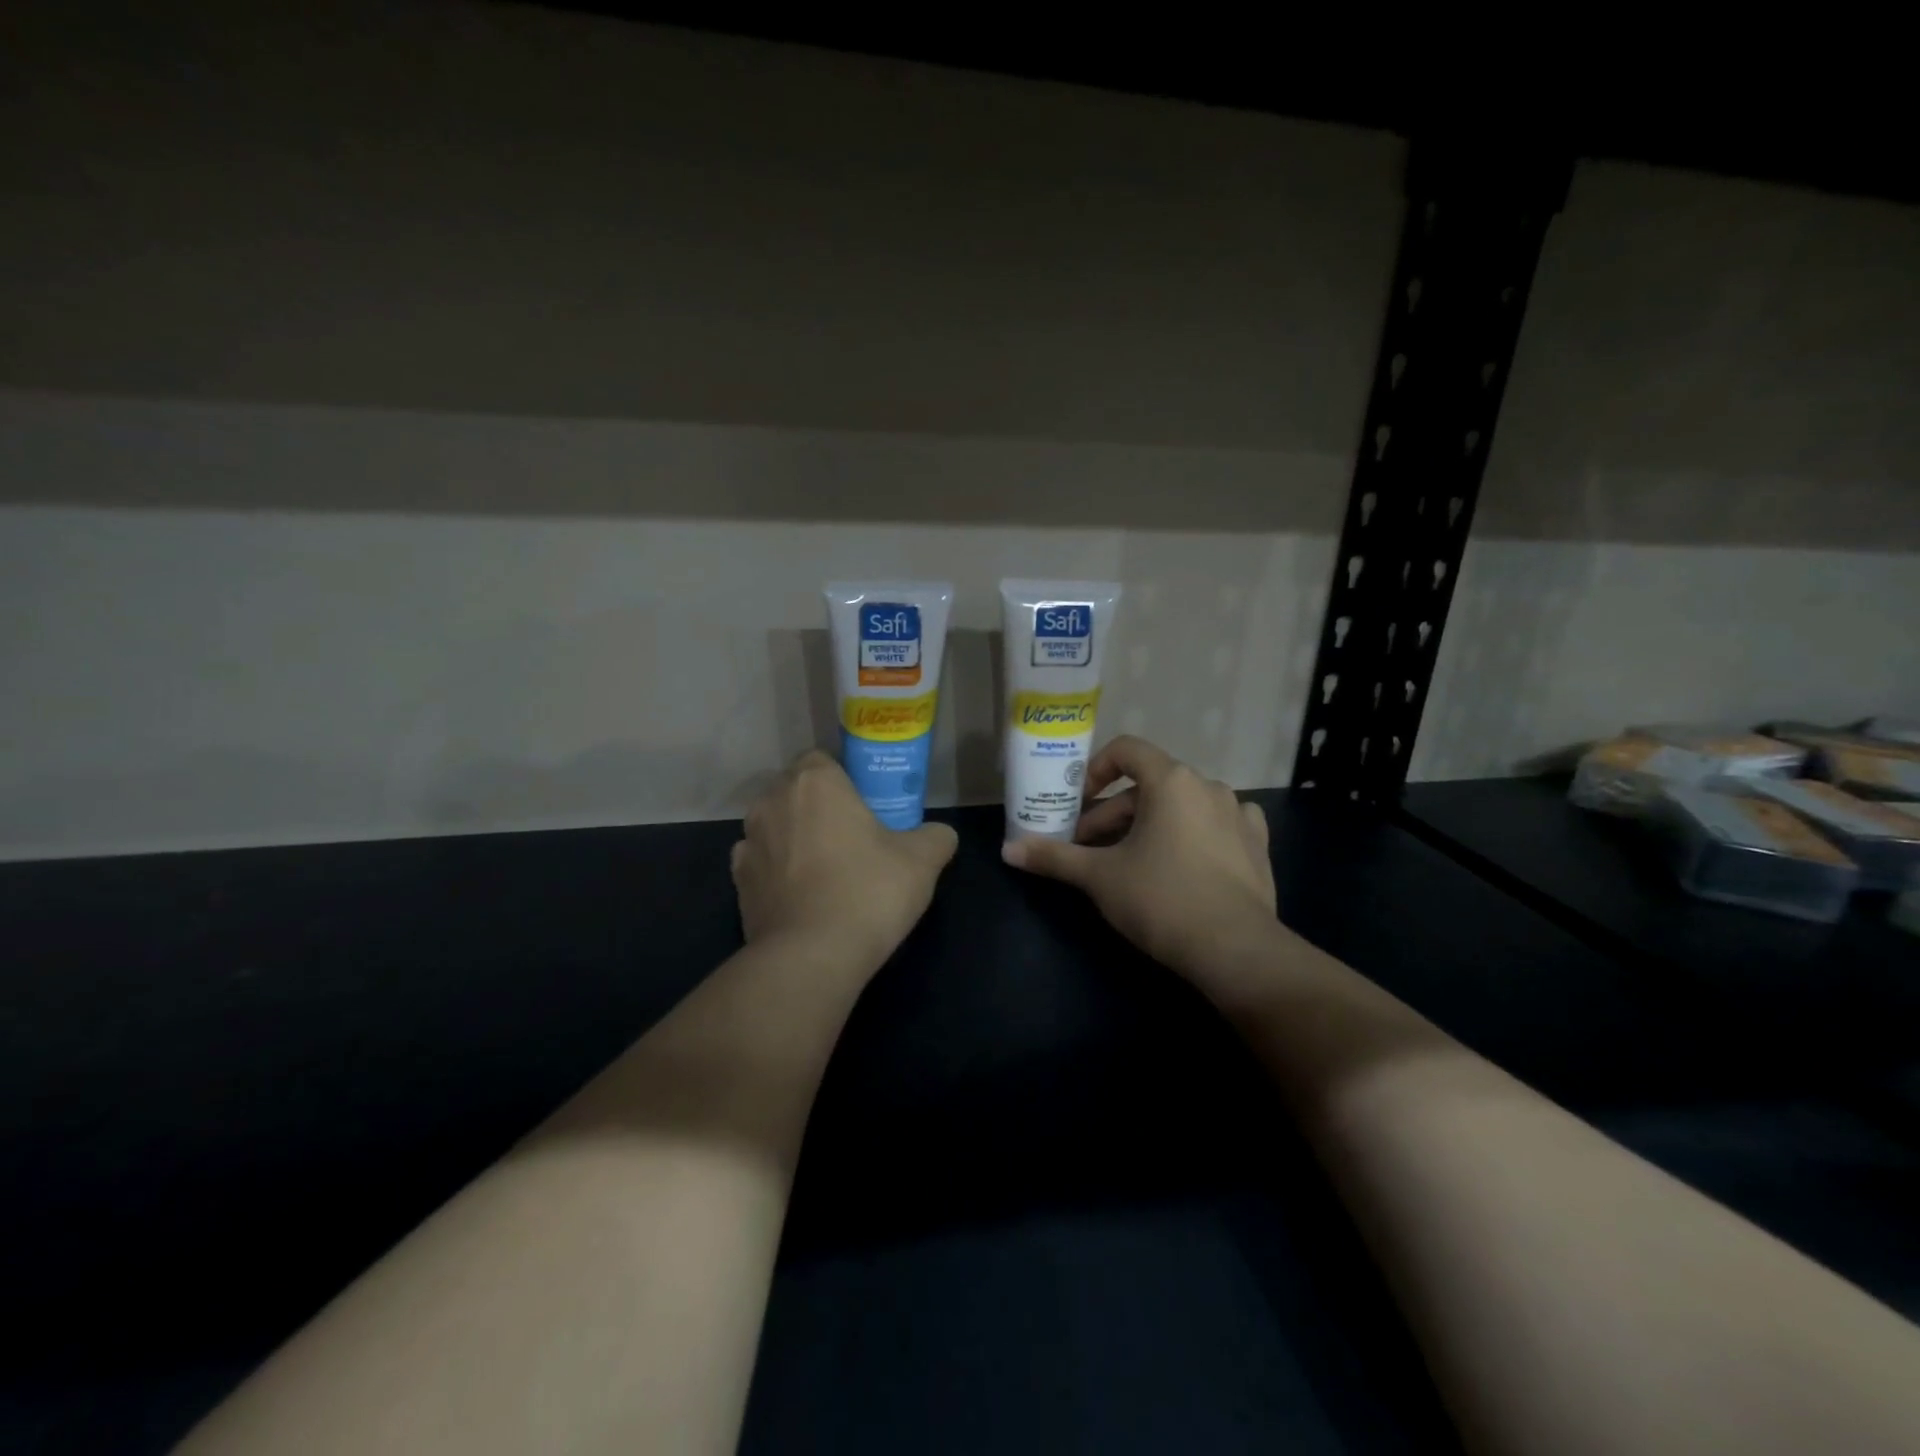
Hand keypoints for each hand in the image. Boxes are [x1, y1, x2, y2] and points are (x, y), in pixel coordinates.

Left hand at [732, 750, 958, 974]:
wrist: (811, 957)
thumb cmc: (868, 891)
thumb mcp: (922, 861)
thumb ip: (935, 837)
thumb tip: (939, 835)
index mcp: (815, 782)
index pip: (821, 759)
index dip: (842, 778)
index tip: (865, 804)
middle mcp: (772, 802)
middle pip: (794, 790)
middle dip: (817, 805)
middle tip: (851, 834)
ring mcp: (748, 842)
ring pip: (774, 825)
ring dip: (793, 836)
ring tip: (824, 868)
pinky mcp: (737, 882)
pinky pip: (760, 862)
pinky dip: (776, 870)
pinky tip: (801, 893)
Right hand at [1001, 736, 1277, 978]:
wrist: (1235, 949)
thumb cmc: (1161, 899)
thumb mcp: (1099, 877)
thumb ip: (1054, 857)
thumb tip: (1007, 850)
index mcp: (1171, 780)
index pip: (1126, 750)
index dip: (1096, 769)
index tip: (1079, 803)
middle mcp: (1208, 785)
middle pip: (1149, 785)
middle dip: (1113, 813)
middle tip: (1089, 849)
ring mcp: (1238, 813)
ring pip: (1181, 805)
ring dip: (1150, 823)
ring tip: (1130, 860)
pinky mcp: (1257, 843)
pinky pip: (1217, 823)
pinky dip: (1194, 832)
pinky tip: (1184, 859)